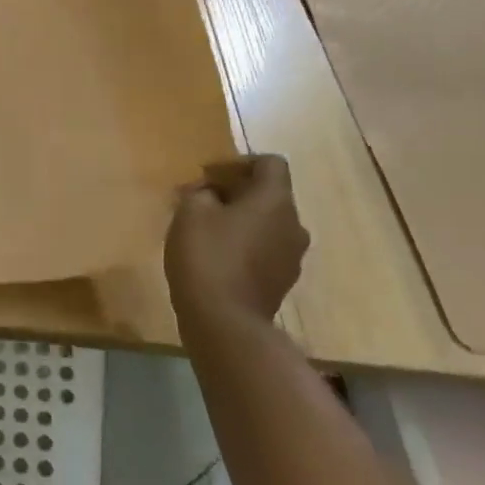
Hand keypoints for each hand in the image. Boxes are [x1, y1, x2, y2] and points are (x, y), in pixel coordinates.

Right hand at [164, 154, 308, 329]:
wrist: (224, 321)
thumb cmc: (207, 255)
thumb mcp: (190, 210)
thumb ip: (202, 191)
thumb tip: (212, 192)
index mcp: (275, 200)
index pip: (270, 163)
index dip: (240, 162)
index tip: (210, 176)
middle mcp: (293, 224)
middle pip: (269, 194)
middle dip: (235, 192)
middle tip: (199, 201)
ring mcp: (292, 256)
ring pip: (267, 223)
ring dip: (240, 219)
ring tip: (205, 230)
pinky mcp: (282, 281)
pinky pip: (265, 248)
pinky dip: (245, 244)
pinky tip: (216, 256)